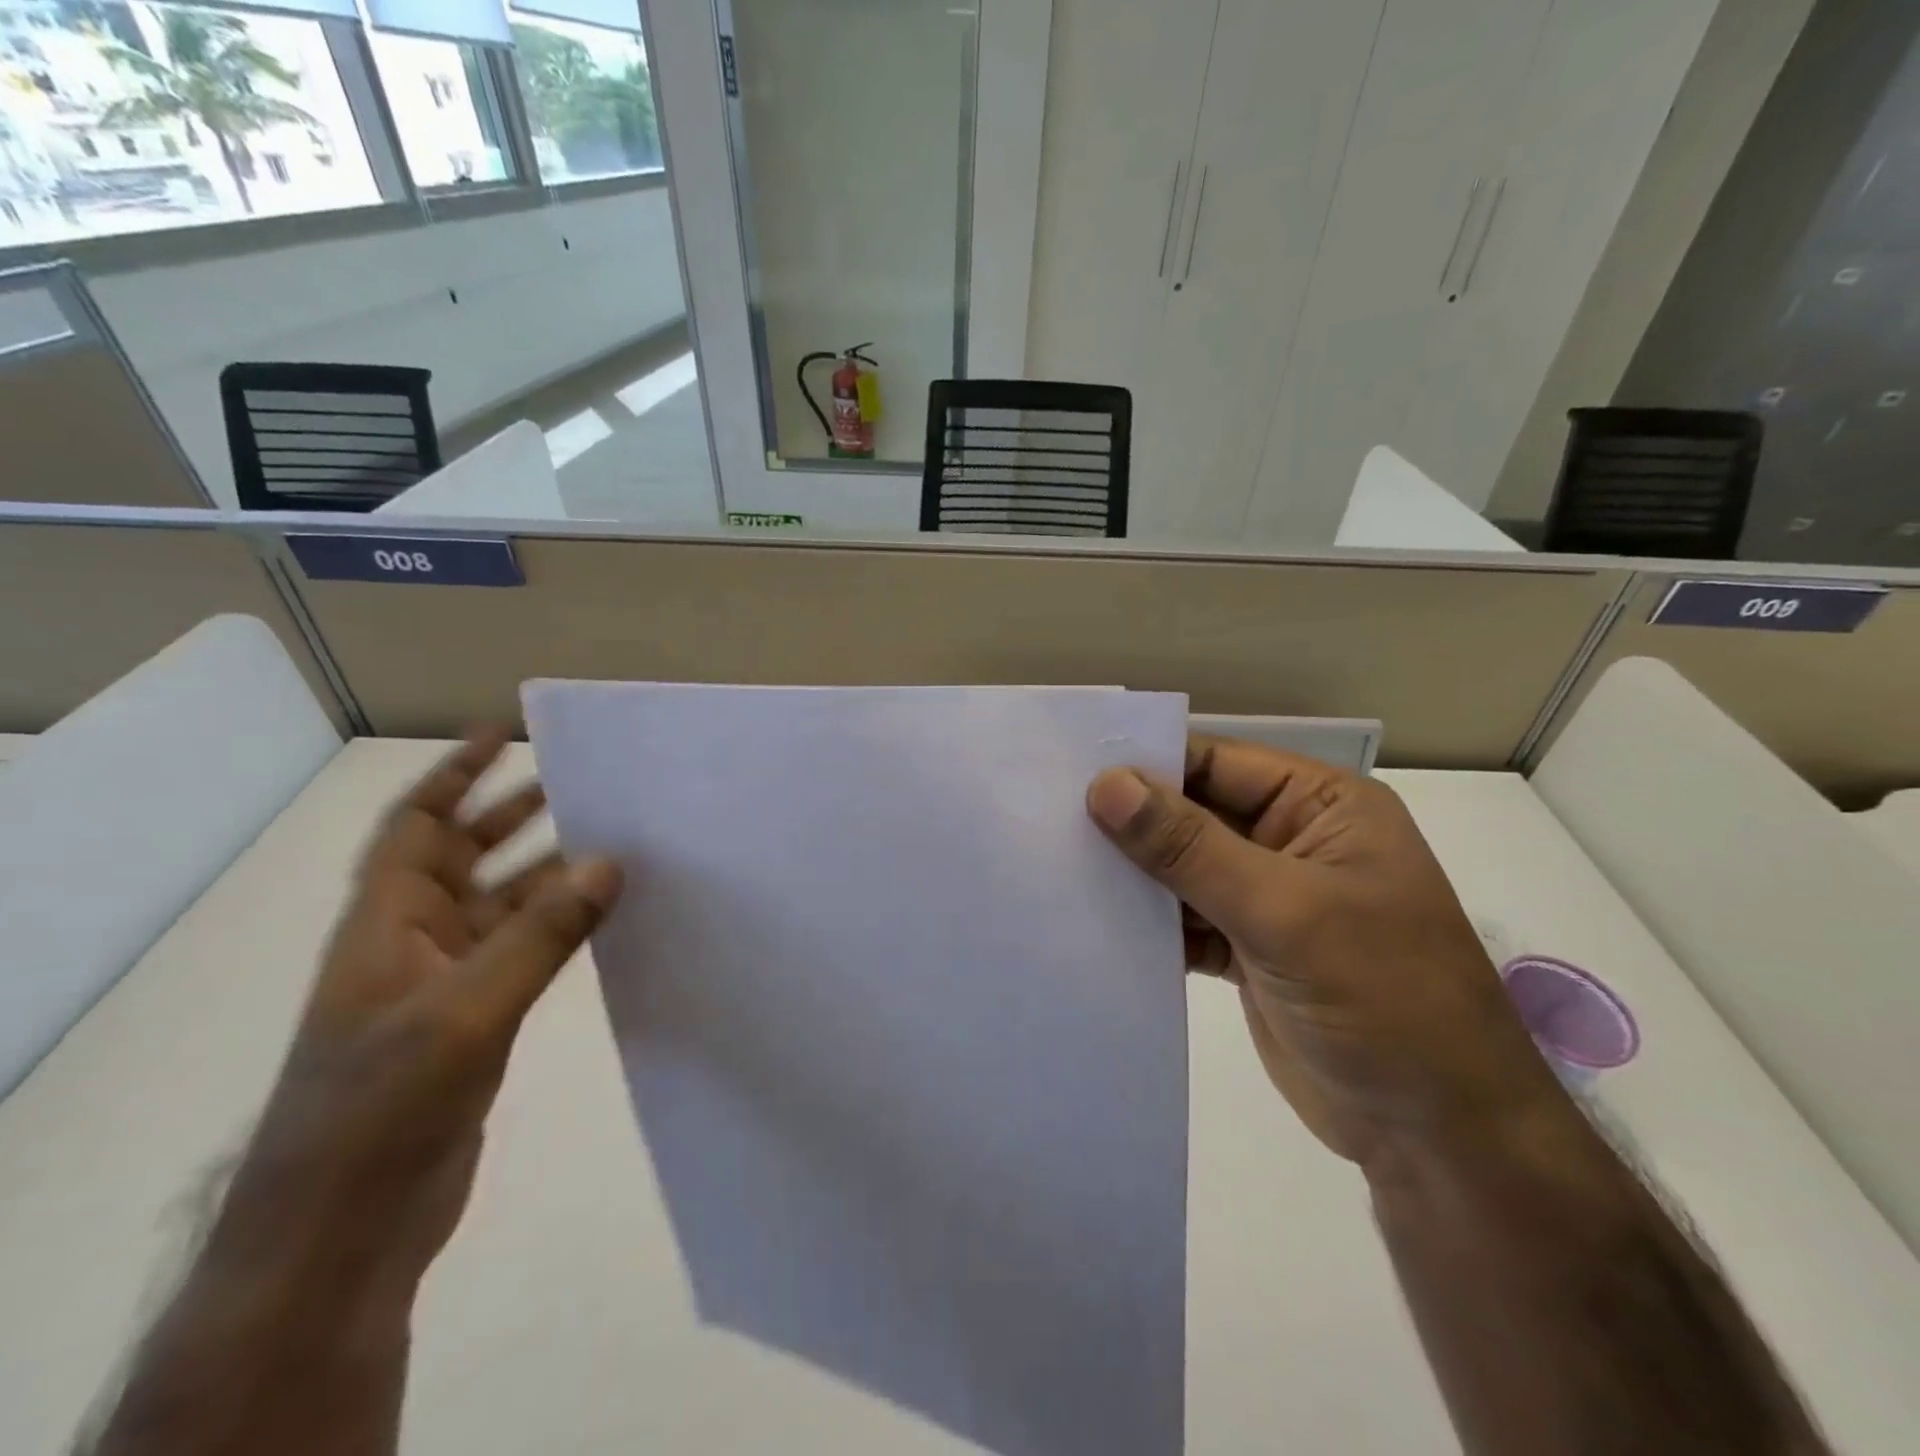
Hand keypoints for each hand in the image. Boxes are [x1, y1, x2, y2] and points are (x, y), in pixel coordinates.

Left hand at [225, 729, 622, 1288]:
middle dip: (513, 813)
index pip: (417, 824)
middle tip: (579, 780)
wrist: (342, 1232)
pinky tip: (606, 917)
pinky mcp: (476, 1020)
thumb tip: (609, 862)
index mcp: (386, 924)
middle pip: (464, 855)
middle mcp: (414, 940)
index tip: (507, 732)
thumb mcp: (465, 1012)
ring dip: (550, 872)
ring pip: (505, 904)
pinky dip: (562, 926)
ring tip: (613, 842)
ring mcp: (446, 983)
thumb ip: (542, 934)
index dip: (457, 773)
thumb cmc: (381, 1108)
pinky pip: (525, 950)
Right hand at [1087, 735, 1559, 1169]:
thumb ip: (1188, 846)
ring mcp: (1269, 898)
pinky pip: (1184, 918)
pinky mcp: (1247, 949)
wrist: (1440, 1137)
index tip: (1068, 771)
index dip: (1146, 763)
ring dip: (1131, 872)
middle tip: (1045, 816)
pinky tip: (1092, 919)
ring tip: (1054, 863)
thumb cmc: (1384, 998)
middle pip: (1194, 812)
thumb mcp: (1284, 911)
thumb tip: (1106, 785)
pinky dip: (1146, 921)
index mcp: (1322, 806)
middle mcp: (1292, 840)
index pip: (1217, 762)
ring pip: (1182, 867)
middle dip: (1130, 819)